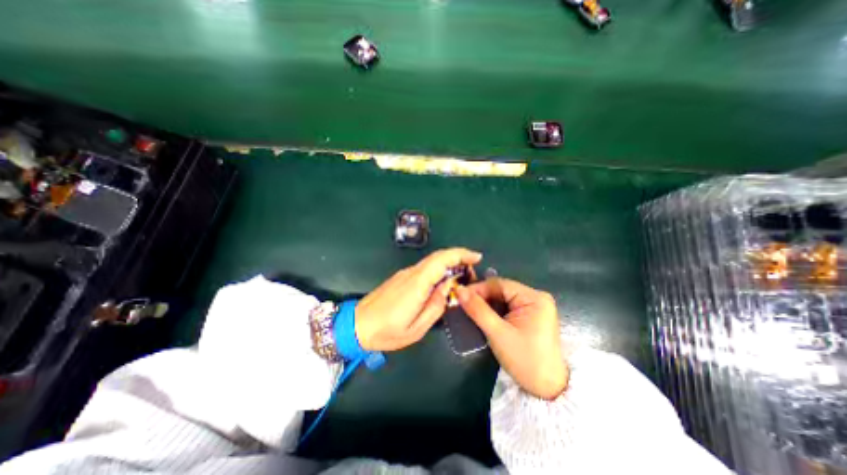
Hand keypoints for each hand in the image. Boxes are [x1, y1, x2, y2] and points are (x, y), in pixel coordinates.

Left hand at [354, 248, 481, 352]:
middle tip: (472, 270)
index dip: (461, 255)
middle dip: (458, 258)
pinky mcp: (401, 277)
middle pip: (438, 257)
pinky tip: (443, 282)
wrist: (356, 325)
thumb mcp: (417, 328)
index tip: (476, 258)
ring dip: (449, 264)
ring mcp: (405, 274)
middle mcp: (411, 273)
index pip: (441, 260)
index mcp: (417, 284)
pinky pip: (424, 268)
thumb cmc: (387, 332)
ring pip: (431, 261)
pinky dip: (438, 269)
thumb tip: (448, 286)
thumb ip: (436, 305)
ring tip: (462, 278)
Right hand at [457, 278, 568, 400]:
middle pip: (502, 290)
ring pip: (503, 298)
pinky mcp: (531, 315)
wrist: (548, 389)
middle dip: (482, 296)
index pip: (500, 284)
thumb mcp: (498, 334)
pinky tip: (483, 315)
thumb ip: (478, 310)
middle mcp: (536, 297)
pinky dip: (495, 310)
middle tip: (462, 303)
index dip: (478, 288)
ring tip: (469, 308)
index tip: (460, 295)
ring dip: (486, 303)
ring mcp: (535, 306)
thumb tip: (459, 290)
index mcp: (534, 298)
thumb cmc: (524, 361)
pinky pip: (508, 306)